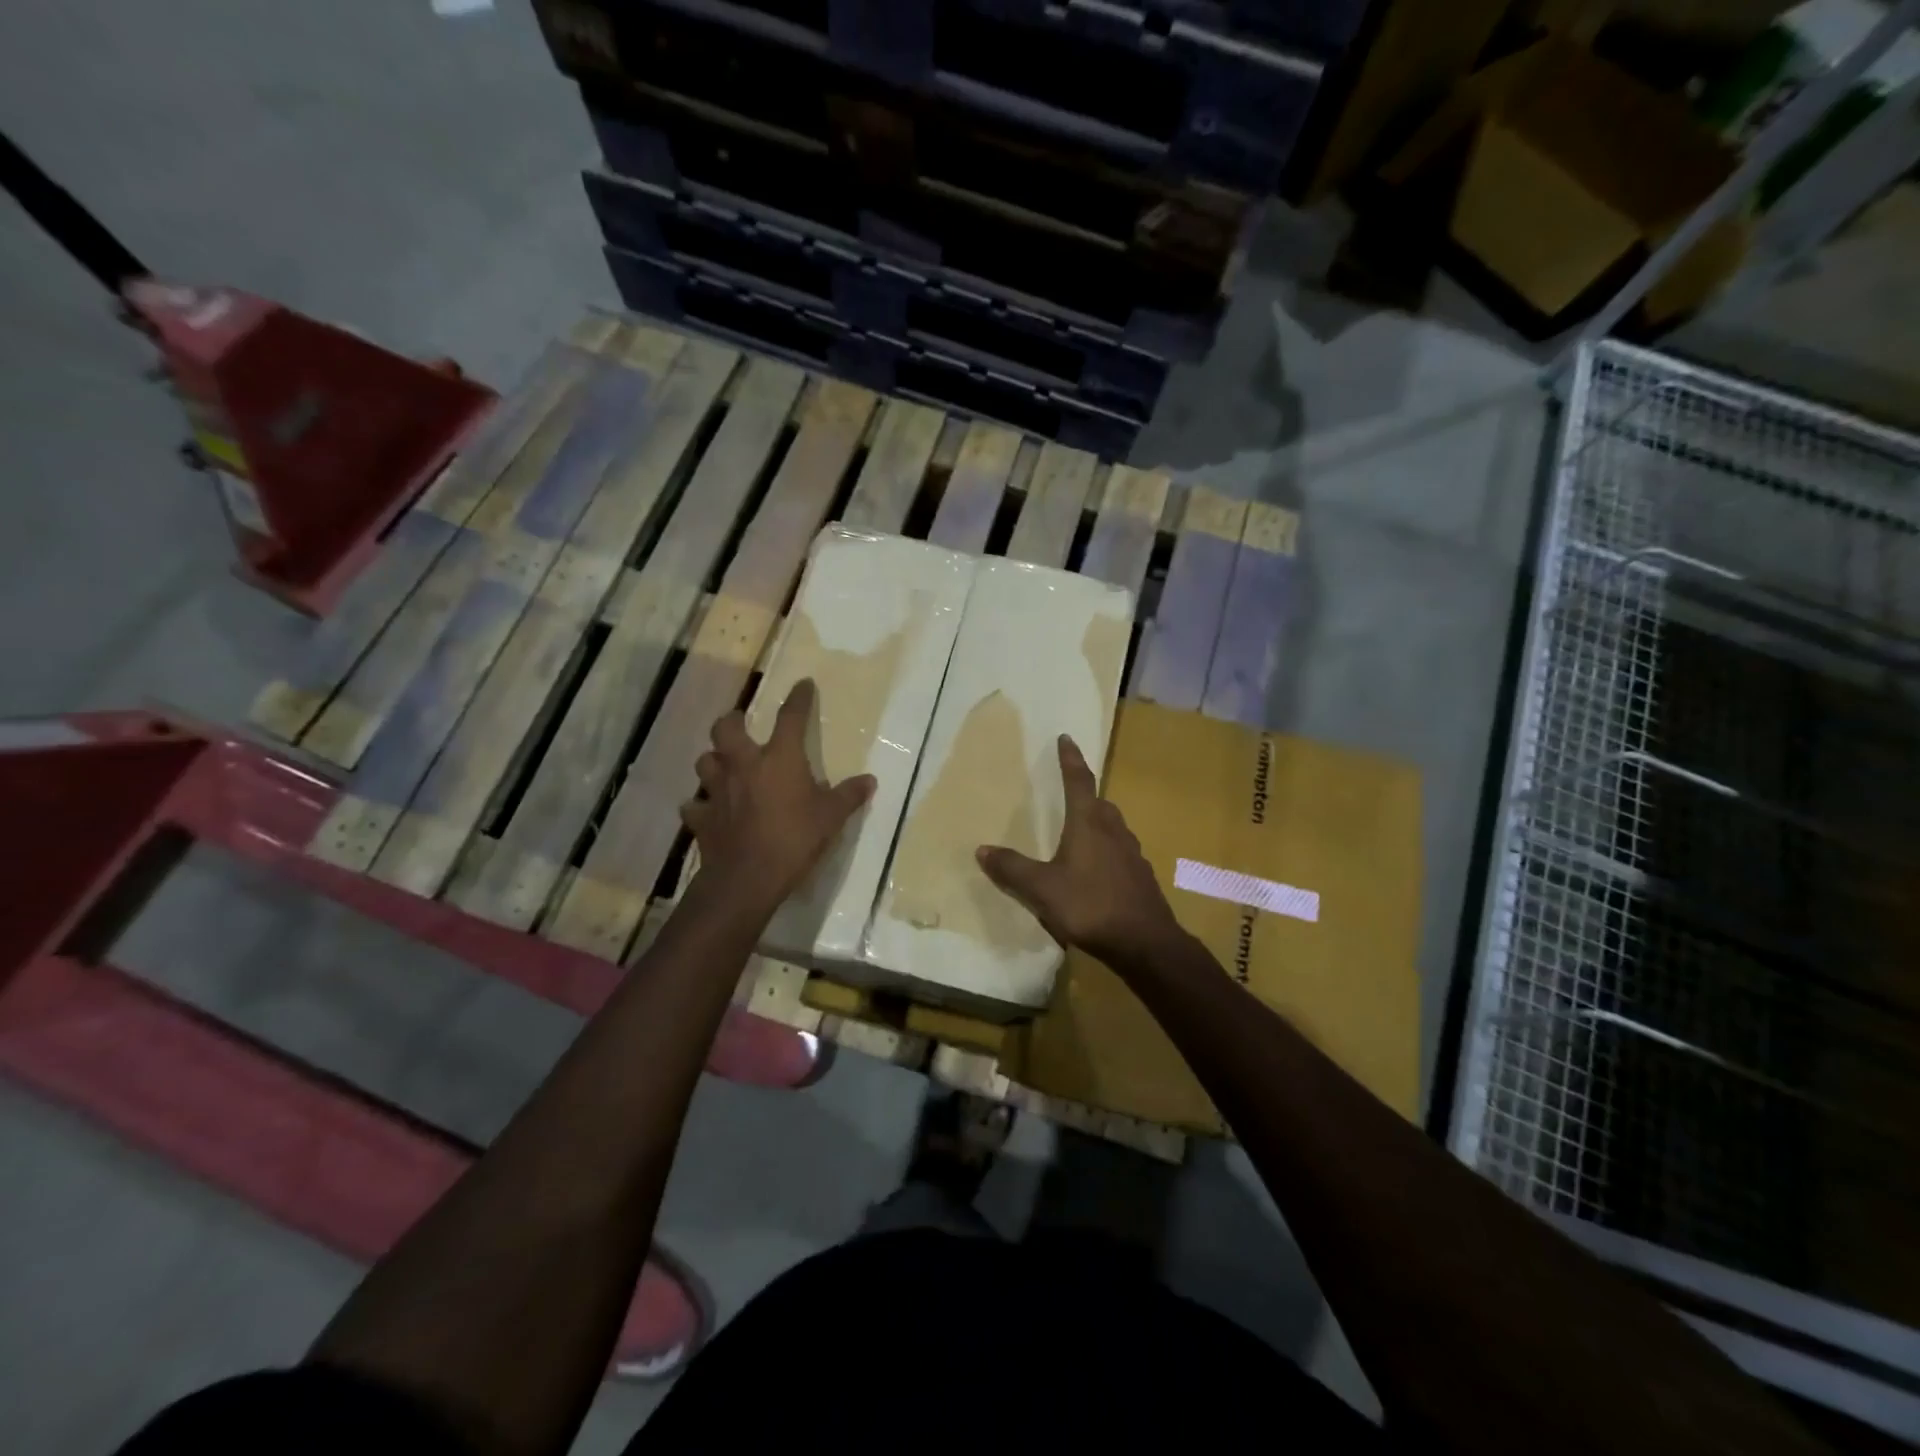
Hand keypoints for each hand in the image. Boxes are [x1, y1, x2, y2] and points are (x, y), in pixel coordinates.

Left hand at [683, 678, 875, 911]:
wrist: (747, 878)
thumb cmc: (794, 840)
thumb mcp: (831, 819)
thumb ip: (849, 796)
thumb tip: (870, 780)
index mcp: (779, 759)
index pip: (790, 718)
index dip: (798, 699)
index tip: (803, 685)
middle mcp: (743, 765)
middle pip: (726, 728)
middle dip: (733, 721)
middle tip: (742, 726)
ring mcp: (717, 790)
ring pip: (705, 761)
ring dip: (714, 760)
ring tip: (725, 767)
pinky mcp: (701, 817)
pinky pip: (694, 804)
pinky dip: (700, 804)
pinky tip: (709, 810)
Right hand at [976, 735, 1179, 965]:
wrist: (1145, 942)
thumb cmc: (1090, 906)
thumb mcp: (1042, 889)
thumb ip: (1012, 869)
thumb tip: (982, 849)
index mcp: (1089, 824)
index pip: (1078, 781)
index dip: (1070, 759)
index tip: (1066, 738)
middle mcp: (1113, 830)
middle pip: (1099, 803)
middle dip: (1084, 793)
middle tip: (1069, 791)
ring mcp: (1131, 853)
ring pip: (1112, 826)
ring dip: (1097, 821)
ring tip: (1081, 831)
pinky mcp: (1141, 876)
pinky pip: (1120, 851)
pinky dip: (1107, 850)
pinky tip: (1098, 870)